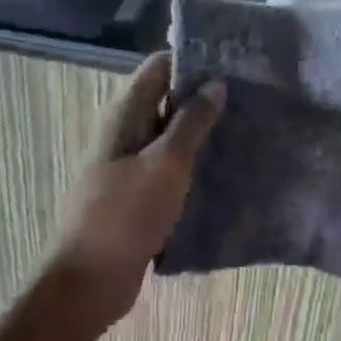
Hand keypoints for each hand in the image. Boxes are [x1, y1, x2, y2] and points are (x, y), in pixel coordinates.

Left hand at [49, 53, 225, 323]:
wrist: (89, 281)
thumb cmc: (125, 214)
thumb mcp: (166, 163)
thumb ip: (192, 122)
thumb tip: (216, 83)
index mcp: (124, 114)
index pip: (159, 67)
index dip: (194, 60)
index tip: (235, 63)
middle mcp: (124, 133)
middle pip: (166, 101)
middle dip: (205, 98)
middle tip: (252, 98)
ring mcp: (129, 166)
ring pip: (170, 138)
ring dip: (202, 135)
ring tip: (248, 131)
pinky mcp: (137, 196)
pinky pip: (170, 170)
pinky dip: (193, 167)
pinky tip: (227, 172)